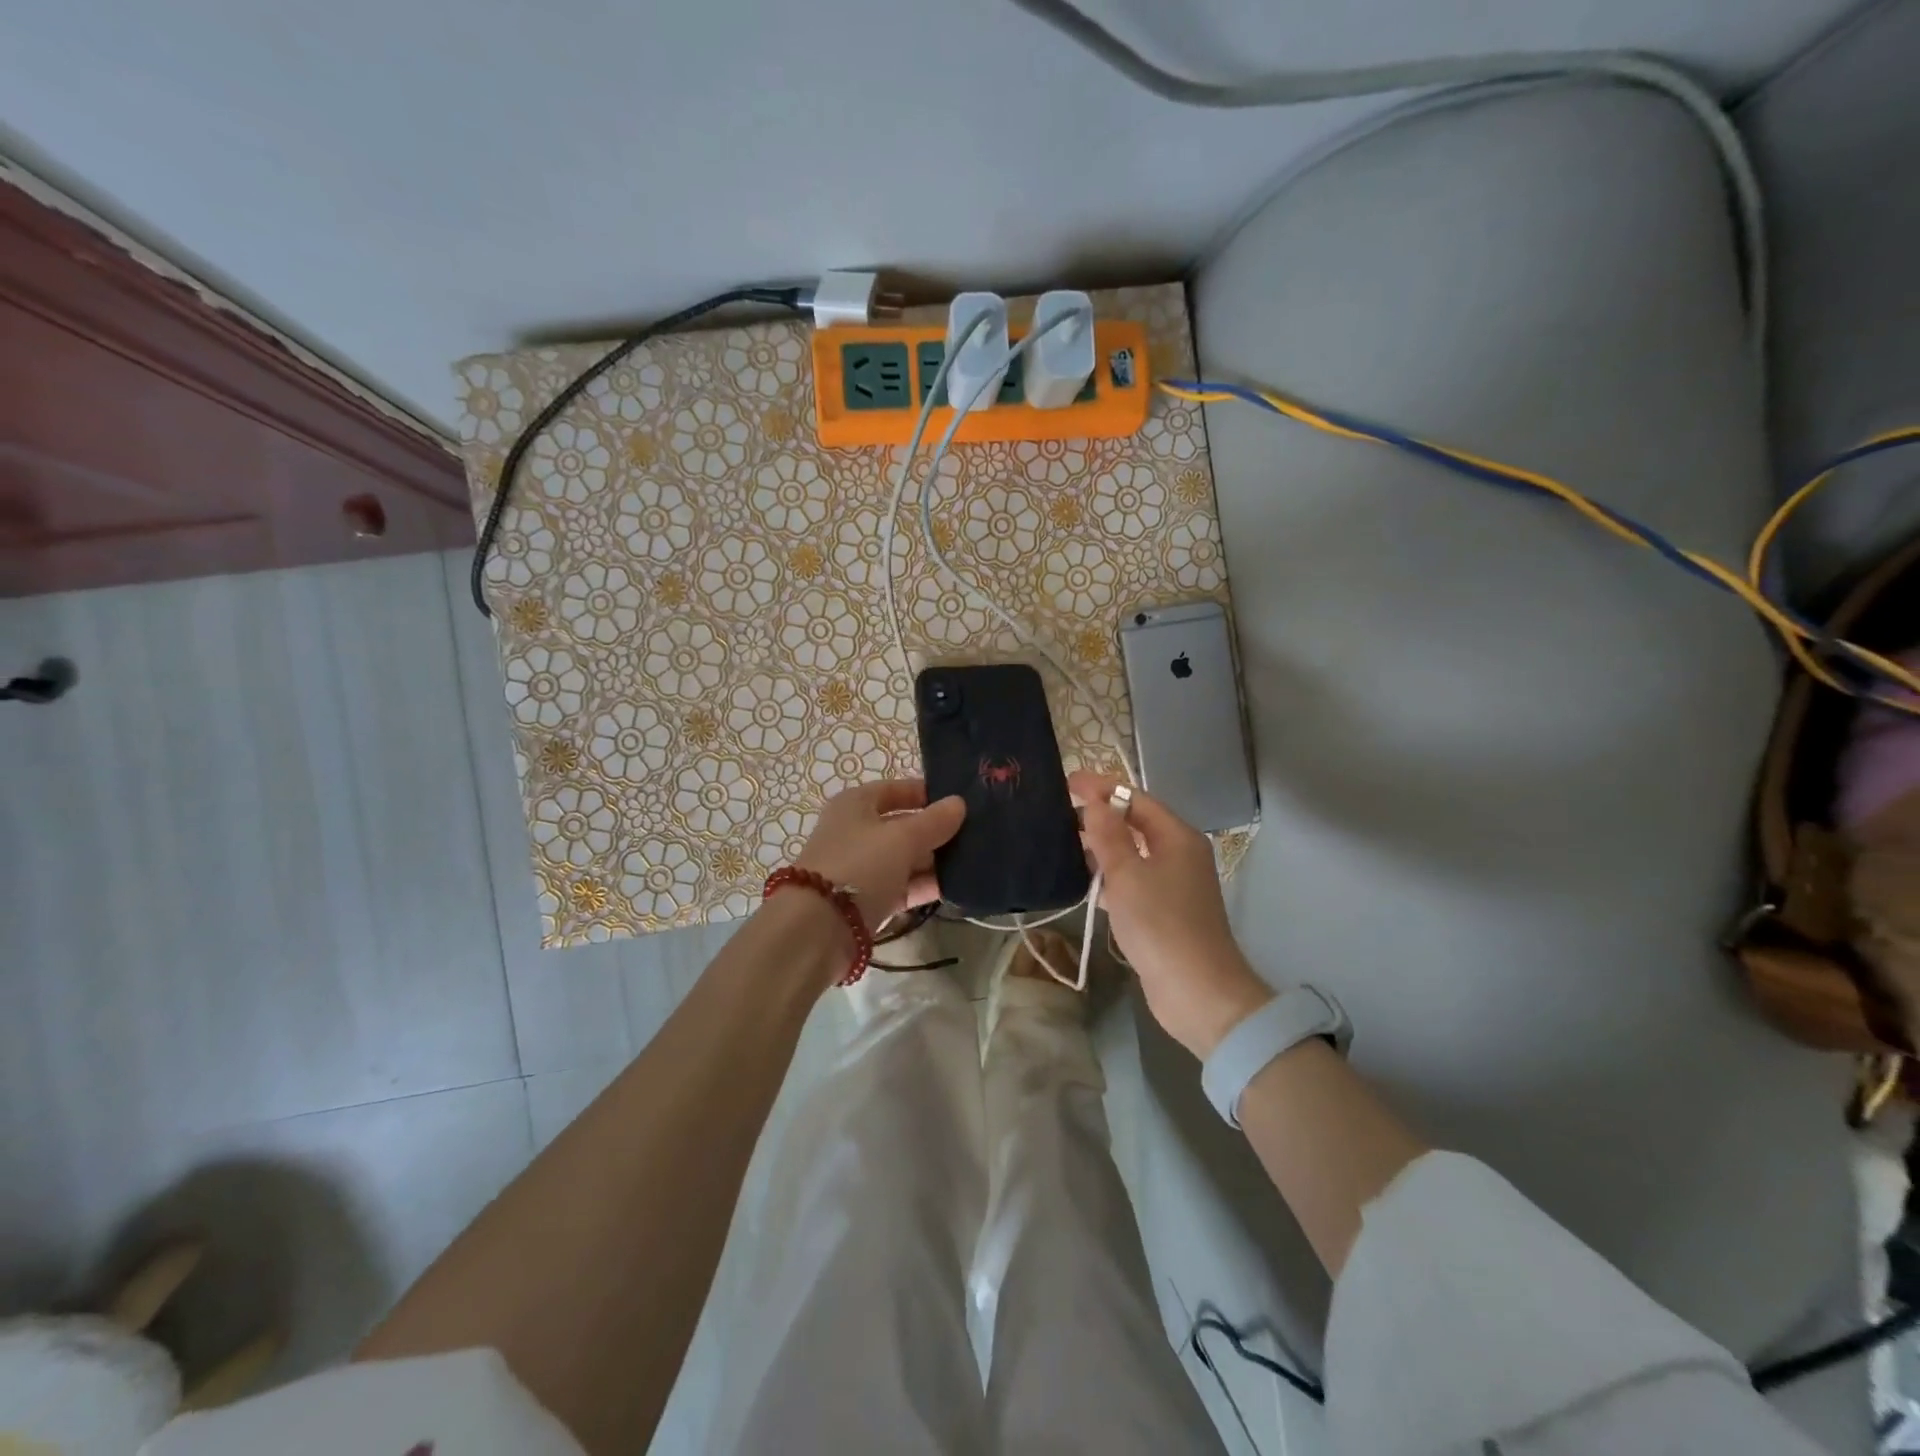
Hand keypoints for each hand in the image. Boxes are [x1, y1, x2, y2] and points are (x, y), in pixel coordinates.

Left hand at [795, 779, 965, 929]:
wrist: (819, 929)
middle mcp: (856, 832)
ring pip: (905, 858)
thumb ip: (934, 821)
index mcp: (856, 804)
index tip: (962, 802)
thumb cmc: (860, 866)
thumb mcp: (902, 838)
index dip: (927, 794)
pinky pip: (902, 886)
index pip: (897, 790)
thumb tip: (960, 803)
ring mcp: (861, 868)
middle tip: (976, 834)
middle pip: (902, 825)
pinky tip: (956, 887)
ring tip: (974, 861)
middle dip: (936, 830)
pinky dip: (924, 886)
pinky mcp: (868, 901)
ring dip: (934, 860)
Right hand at [1070, 770, 1275, 1057]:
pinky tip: (1083, 879)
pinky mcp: (1162, 911)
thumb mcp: (1128, 874)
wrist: (1196, 992)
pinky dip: (1109, 875)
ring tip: (1063, 841)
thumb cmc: (1161, 924)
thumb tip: (1094, 800)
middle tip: (1059, 811)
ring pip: (1132, 853)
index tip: (1066, 783)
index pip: (1136, 799)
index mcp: (1177, 837)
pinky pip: (1132, 880)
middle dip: (1100, 815)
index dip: (1102, 788)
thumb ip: (1108, 834)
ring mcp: (1172, 884)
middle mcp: (1179, 854)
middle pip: (1135, 823)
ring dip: (1102, 846)